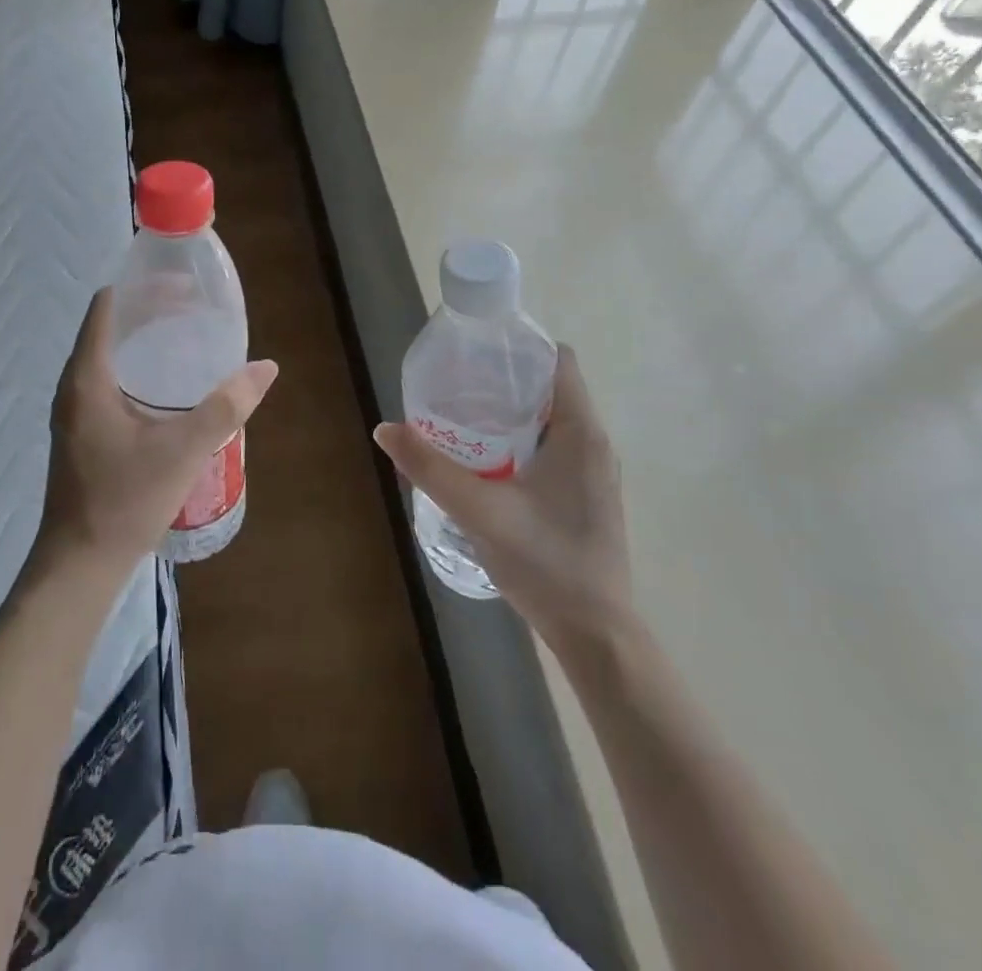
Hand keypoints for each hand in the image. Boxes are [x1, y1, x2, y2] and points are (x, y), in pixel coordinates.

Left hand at [37, 288, 277, 578]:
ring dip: (144, 340)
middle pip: (110, 326)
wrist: (80, 564)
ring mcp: (74, 410)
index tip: (184, 285)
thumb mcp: (184, 450)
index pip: (109, 306)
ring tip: (187, 338)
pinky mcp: (82, 431)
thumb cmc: (125, 501)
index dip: (144, 288)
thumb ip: (226, 406)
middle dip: (151, 311)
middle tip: (196, 309)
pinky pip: (108, 379)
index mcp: (88, 377)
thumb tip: (266, 367)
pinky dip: (137, 367)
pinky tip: (168, 386)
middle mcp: (74, 385)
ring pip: (108, 354)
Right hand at [374, 346, 628, 643]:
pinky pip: (553, 449)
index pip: (560, 360)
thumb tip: (385, 429)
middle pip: (550, 388)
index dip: (520, 347)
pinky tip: (487, 465)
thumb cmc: (545, 563)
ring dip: (511, 415)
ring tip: (464, 421)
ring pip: (551, 422)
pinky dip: (521, 443)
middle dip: (504, 381)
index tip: (477, 352)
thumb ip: (431, 468)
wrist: (596, 635)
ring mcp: (593, 473)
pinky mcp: (586, 497)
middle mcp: (594, 443)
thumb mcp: (479, 511)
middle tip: (456, 386)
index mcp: (581, 432)